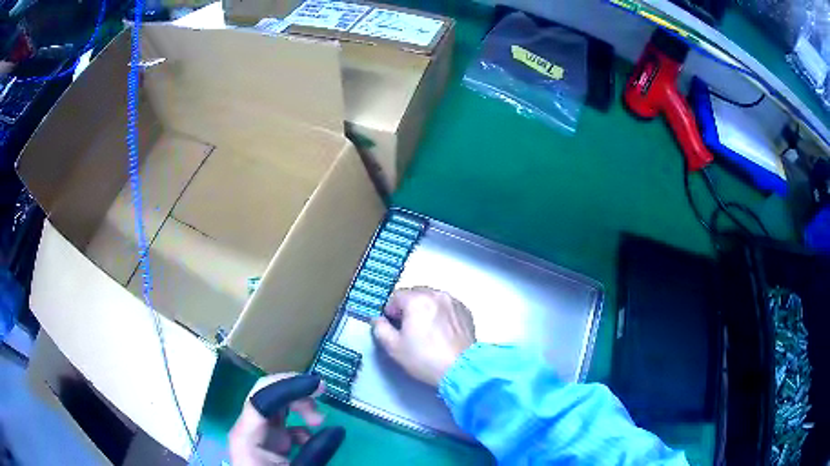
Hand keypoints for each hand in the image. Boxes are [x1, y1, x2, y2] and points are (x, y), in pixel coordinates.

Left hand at [229, 373, 343, 465]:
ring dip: (300, 407)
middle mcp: (248, 429)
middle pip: (267, 395)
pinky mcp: (266, 443)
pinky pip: (283, 425)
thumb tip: (337, 429)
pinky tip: (311, 438)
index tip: (318, 385)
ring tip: (319, 420)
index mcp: (247, 436)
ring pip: (276, 407)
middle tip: (322, 393)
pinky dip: (300, 426)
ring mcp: (257, 435)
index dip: (288, 385)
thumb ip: (316, 451)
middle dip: (296, 392)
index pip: (261, 398)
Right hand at [373, 287, 475, 385]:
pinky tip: (440, 330)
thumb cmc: (424, 358)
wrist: (460, 369)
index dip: (390, 310)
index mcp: (417, 300)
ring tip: (426, 329)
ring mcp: (453, 301)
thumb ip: (380, 329)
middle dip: (407, 307)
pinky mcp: (465, 311)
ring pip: (432, 298)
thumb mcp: (394, 347)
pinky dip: (440, 312)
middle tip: (408, 328)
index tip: (393, 326)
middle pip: (415, 294)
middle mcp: (437, 295)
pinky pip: (446, 305)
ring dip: (425, 308)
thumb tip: (377, 319)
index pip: (396, 296)